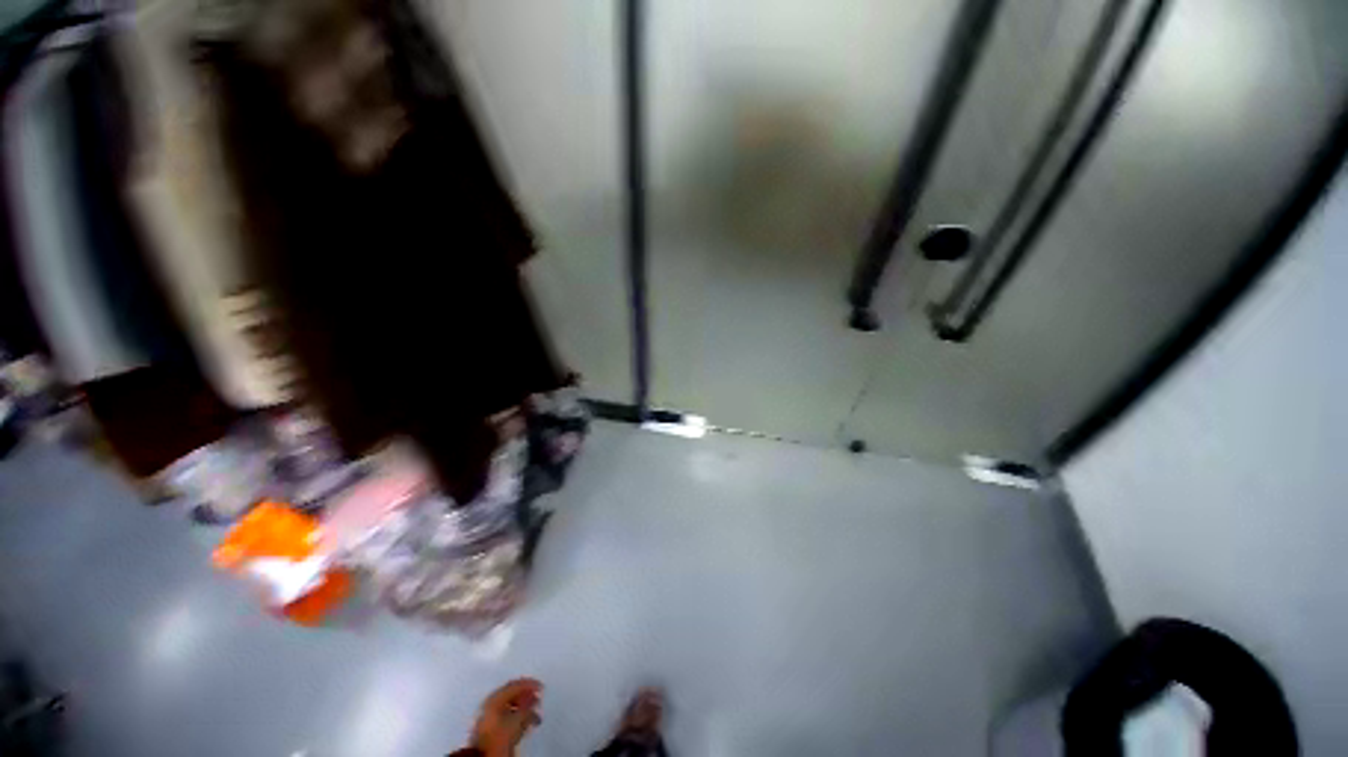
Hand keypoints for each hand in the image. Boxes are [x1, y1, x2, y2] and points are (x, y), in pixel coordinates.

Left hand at [470, 678, 542, 756]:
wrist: (486, 756)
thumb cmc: (500, 734)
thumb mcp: (517, 719)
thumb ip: (527, 705)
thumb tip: (534, 696)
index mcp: (495, 698)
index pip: (515, 685)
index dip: (530, 684)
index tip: (541, 687)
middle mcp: (492, 703)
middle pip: (513, 694)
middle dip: (527, 696)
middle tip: (538, 698)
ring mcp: (491, 715)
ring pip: (512, 706)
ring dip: (525, 708)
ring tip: (535, 714)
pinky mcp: (492, 727)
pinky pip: (508, 716)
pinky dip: (519, 717)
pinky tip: (526, 723)